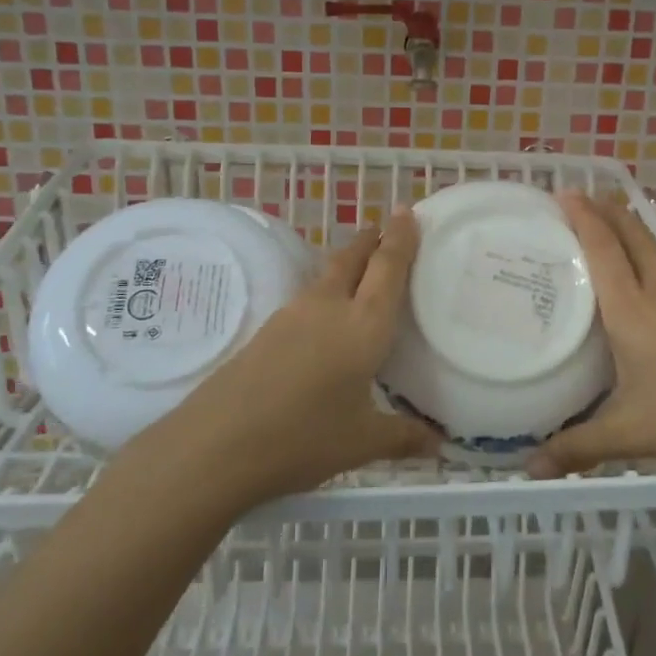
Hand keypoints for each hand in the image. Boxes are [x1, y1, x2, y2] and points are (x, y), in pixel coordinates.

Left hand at [184, 208, 438, 499]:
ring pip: (327, 275)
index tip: (406, 211)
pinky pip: (308, 298)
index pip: (388, 269)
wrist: (217, 444)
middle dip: (371, 240)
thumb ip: (402, 437)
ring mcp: (292, 316)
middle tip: (385, 226)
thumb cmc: (302, 438)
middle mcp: (329, 308)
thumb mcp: (361, 442)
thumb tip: (438, 444)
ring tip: (361, 265)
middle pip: (352, 259)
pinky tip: (326, 314)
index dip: (400, 239)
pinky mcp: (267, 330)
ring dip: (347, 262)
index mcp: (363, 326)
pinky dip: (326, 290)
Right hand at [527, 192, 655, 477]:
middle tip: (580, 198)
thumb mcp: (630, 433)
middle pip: (631, 232)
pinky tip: (650, 290)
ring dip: (628, 233)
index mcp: (632, 309)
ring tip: (607, 236)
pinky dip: (650, 262)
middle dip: (605, 208)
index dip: (582, 214)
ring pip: (654, 250)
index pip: (602, 246)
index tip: (563, 191)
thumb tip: (530, 470)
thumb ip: (577, 447)